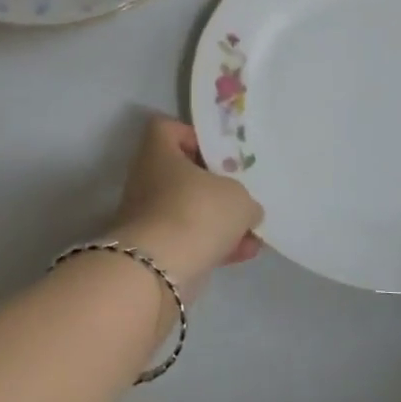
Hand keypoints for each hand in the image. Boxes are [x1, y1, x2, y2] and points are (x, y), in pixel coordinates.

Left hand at [111, 115, 263, 289]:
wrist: (158, 272)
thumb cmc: (196, 212)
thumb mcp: (238, 197)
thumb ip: (245, 198)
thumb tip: (247, 210)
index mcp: (158, 154)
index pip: (165, 129)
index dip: (191, 135)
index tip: (217, 152)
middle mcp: (147, 182)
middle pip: (182, 174)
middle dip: (214, 186)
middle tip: (241, 192)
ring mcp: (148, 218)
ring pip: (189, 211)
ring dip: (219, 221)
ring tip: (253, 230)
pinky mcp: (155, 252)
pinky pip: (189, 241)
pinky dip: (214, 246)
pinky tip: (245, 253)